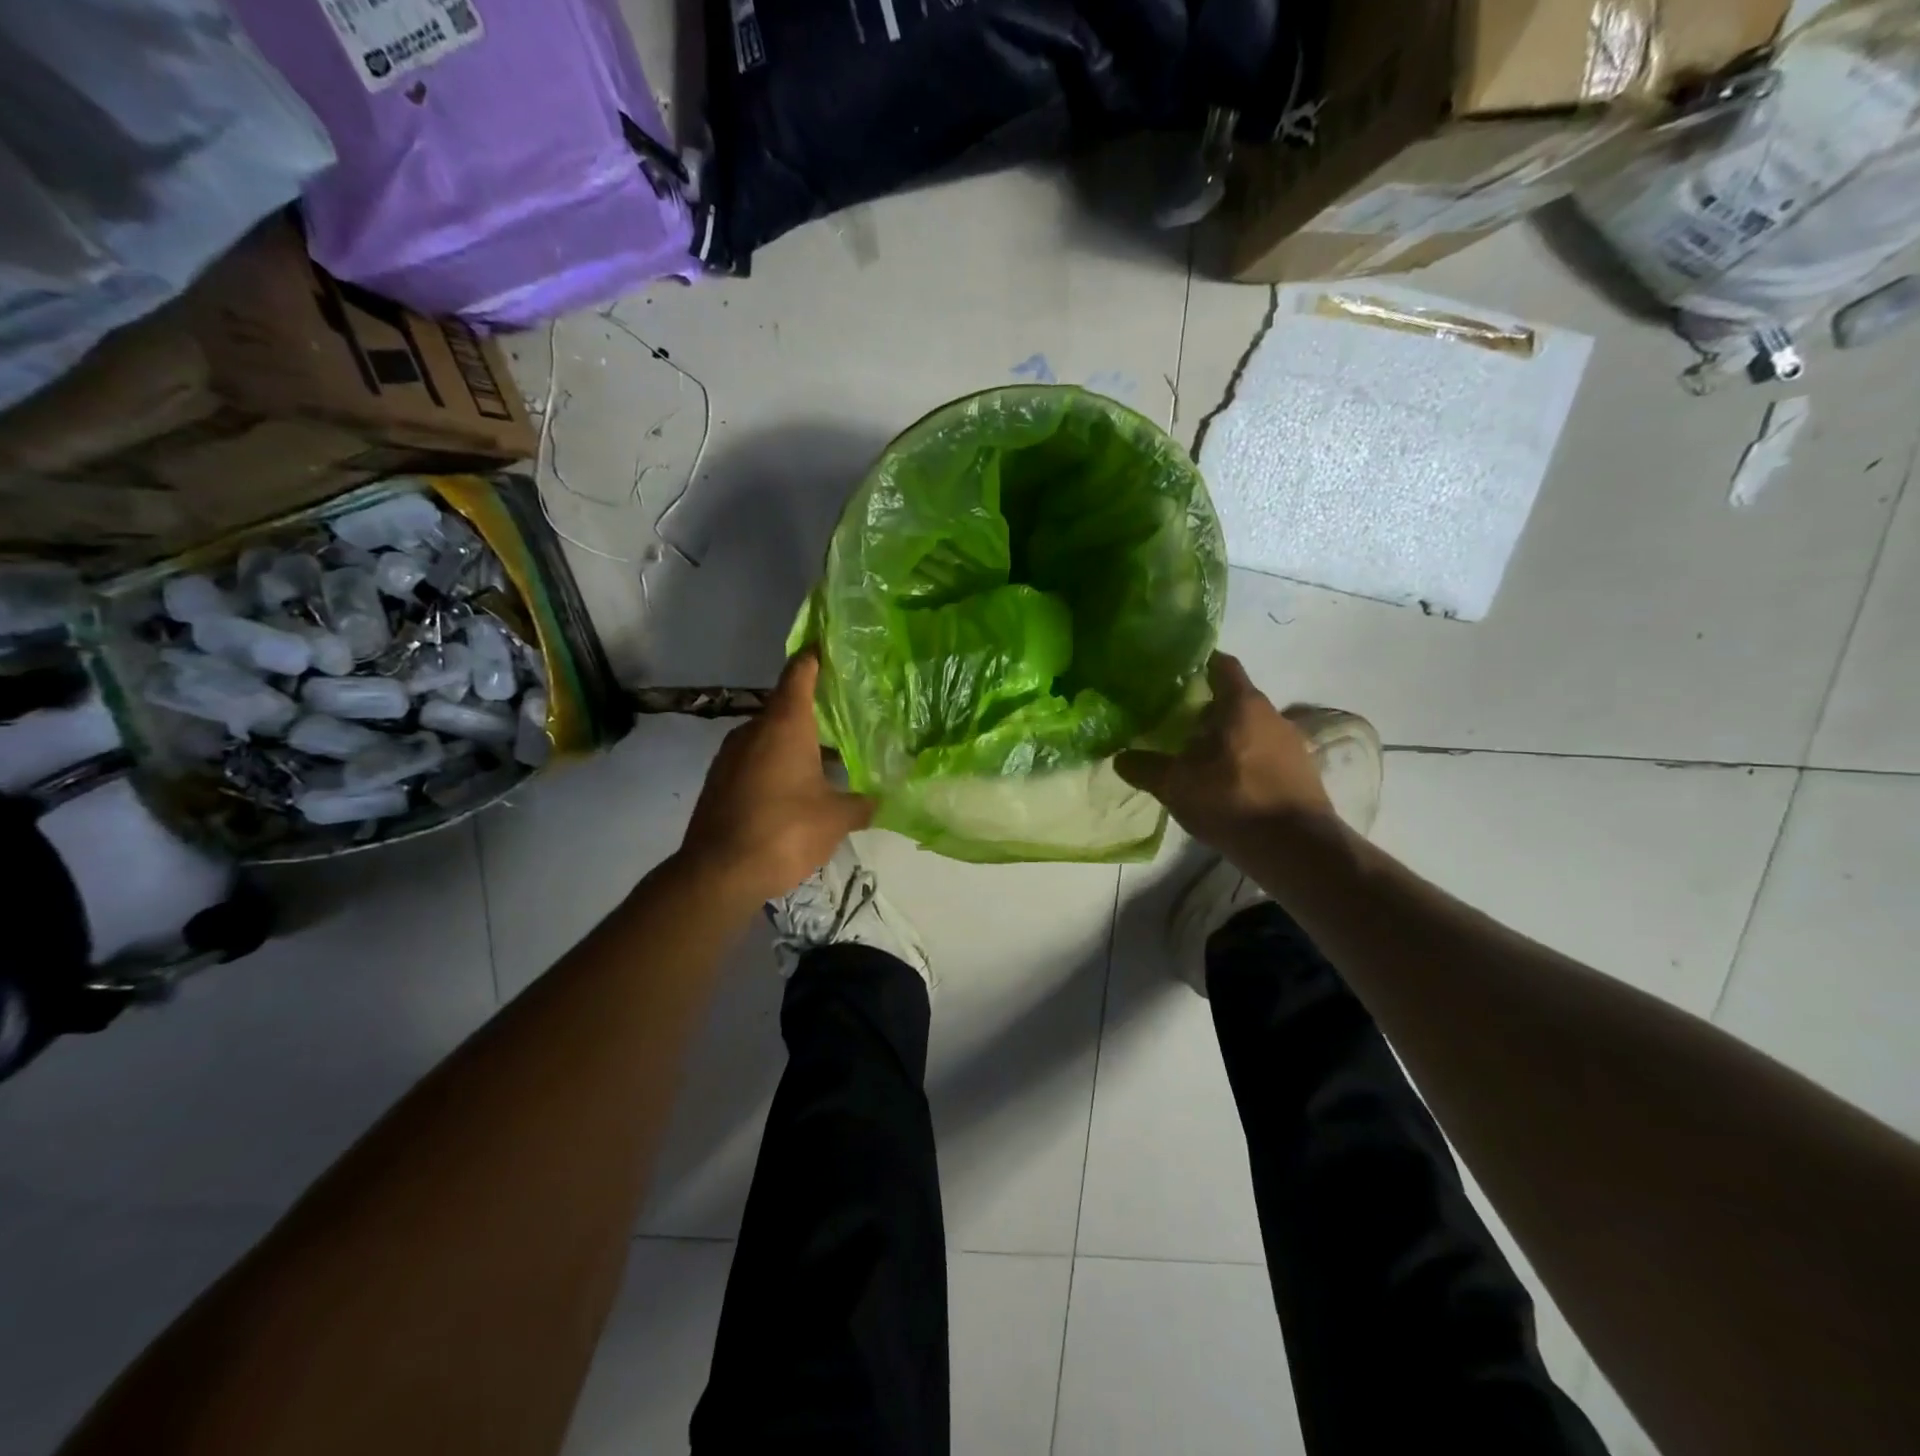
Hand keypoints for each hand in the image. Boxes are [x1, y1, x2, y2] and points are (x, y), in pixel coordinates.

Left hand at [680, 651, 873, 899]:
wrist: (717, 872)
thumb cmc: (785, 831)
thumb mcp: (835, 818)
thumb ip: (861, 803)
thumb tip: (879, 800)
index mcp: (784, 725)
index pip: (800, 673)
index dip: (815, 656)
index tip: (828, 644)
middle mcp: (753, 730)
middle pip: (786, 707)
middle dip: (813, 712)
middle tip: (845, 719)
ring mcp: (730, 756)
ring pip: (769, 737)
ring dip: (794, 744)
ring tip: (825, 761)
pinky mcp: (718, 781)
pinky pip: (754, 761)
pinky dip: (775, 765)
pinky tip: (795, 791)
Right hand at [1114, 652, 1334, 860]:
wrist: (1296, 848)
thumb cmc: (1232, 800)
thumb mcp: (1176, 785)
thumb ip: (1145, 768)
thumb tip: (1120, 758)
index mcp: (1243, 704)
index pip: (1223, 665)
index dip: (1201, 663)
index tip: (1177, 672)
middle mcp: (1272, 715)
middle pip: (1235, 700)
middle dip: (1207, 709)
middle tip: (1176, 723)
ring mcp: (1292, 744)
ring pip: (1250, 729)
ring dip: (1226, 737)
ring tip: (1197, 758)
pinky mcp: (1301, 773)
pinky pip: (1265, 754)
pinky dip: (1244, 760)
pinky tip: (1225, 783)